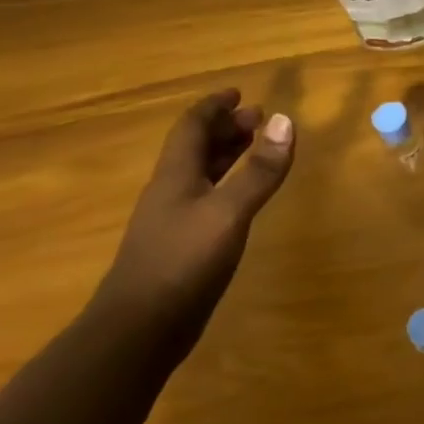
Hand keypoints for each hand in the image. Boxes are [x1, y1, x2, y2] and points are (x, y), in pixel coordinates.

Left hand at [98, 90, 294, 339]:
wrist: (138, 331)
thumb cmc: (182, 262)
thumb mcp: (228, 212)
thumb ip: (259, 170)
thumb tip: (285, 121)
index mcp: (175, 175)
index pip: (192, 127)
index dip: (214, 106)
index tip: (239, 92)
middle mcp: (171, 191)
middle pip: (196, 148)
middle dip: (226, 128)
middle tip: (259, 118)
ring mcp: (173, 221)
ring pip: (201, 174)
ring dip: (227, 155)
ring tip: (256, 147)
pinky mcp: (182, 247)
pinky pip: (207, 199)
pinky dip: (228, 185)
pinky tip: (243, 198)